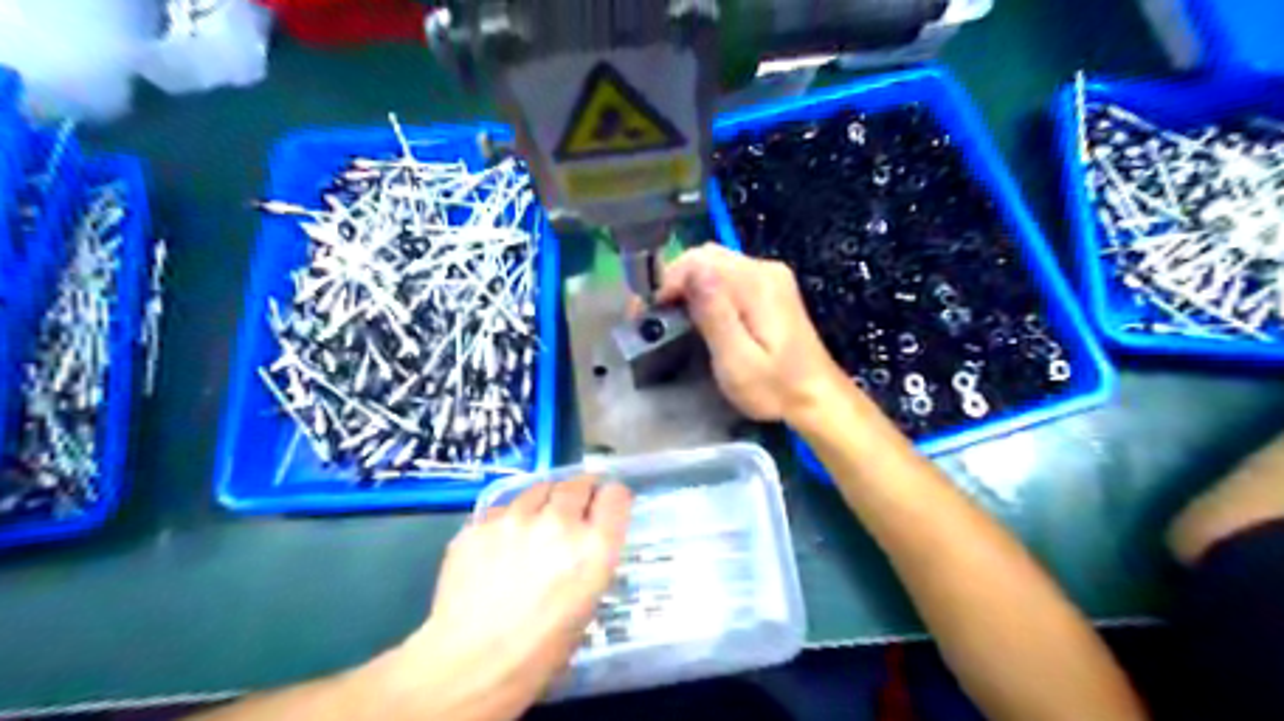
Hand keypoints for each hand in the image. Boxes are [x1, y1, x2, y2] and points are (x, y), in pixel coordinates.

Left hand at [392, 476, 630, 718]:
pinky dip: (510, 518)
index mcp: (593, 548)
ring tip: (537, 522)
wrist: (468, 665)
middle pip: (578, 483)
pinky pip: (504, 507)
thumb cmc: (539, 651)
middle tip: (576, 507)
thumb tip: (587, 538)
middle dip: (581, 492)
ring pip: (539, 488)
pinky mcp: (481, 522)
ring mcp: (516, 518)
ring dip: (545, 501)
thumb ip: (591, 560)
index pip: (615, 496)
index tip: (607, 505)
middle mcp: (559, 523)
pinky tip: (502, 542)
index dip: (612, 499)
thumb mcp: (586, 605)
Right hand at [663, 242, 848, 422]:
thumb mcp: (738, 361)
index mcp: (756, 284)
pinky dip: (706, 289)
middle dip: (674, 280)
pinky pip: (728, 275)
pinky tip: (699, 313)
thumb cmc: (775, 388)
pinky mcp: (771, 288)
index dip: (667, 281)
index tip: (648, 312)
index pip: (698, 261)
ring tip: (671, 314)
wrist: (818, 398)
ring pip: (715, 263)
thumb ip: (714, 314)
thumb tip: (690, 271)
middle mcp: (764, 270)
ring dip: (688, 284)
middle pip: (705, 256)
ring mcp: (770, 276)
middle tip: (655, 314)